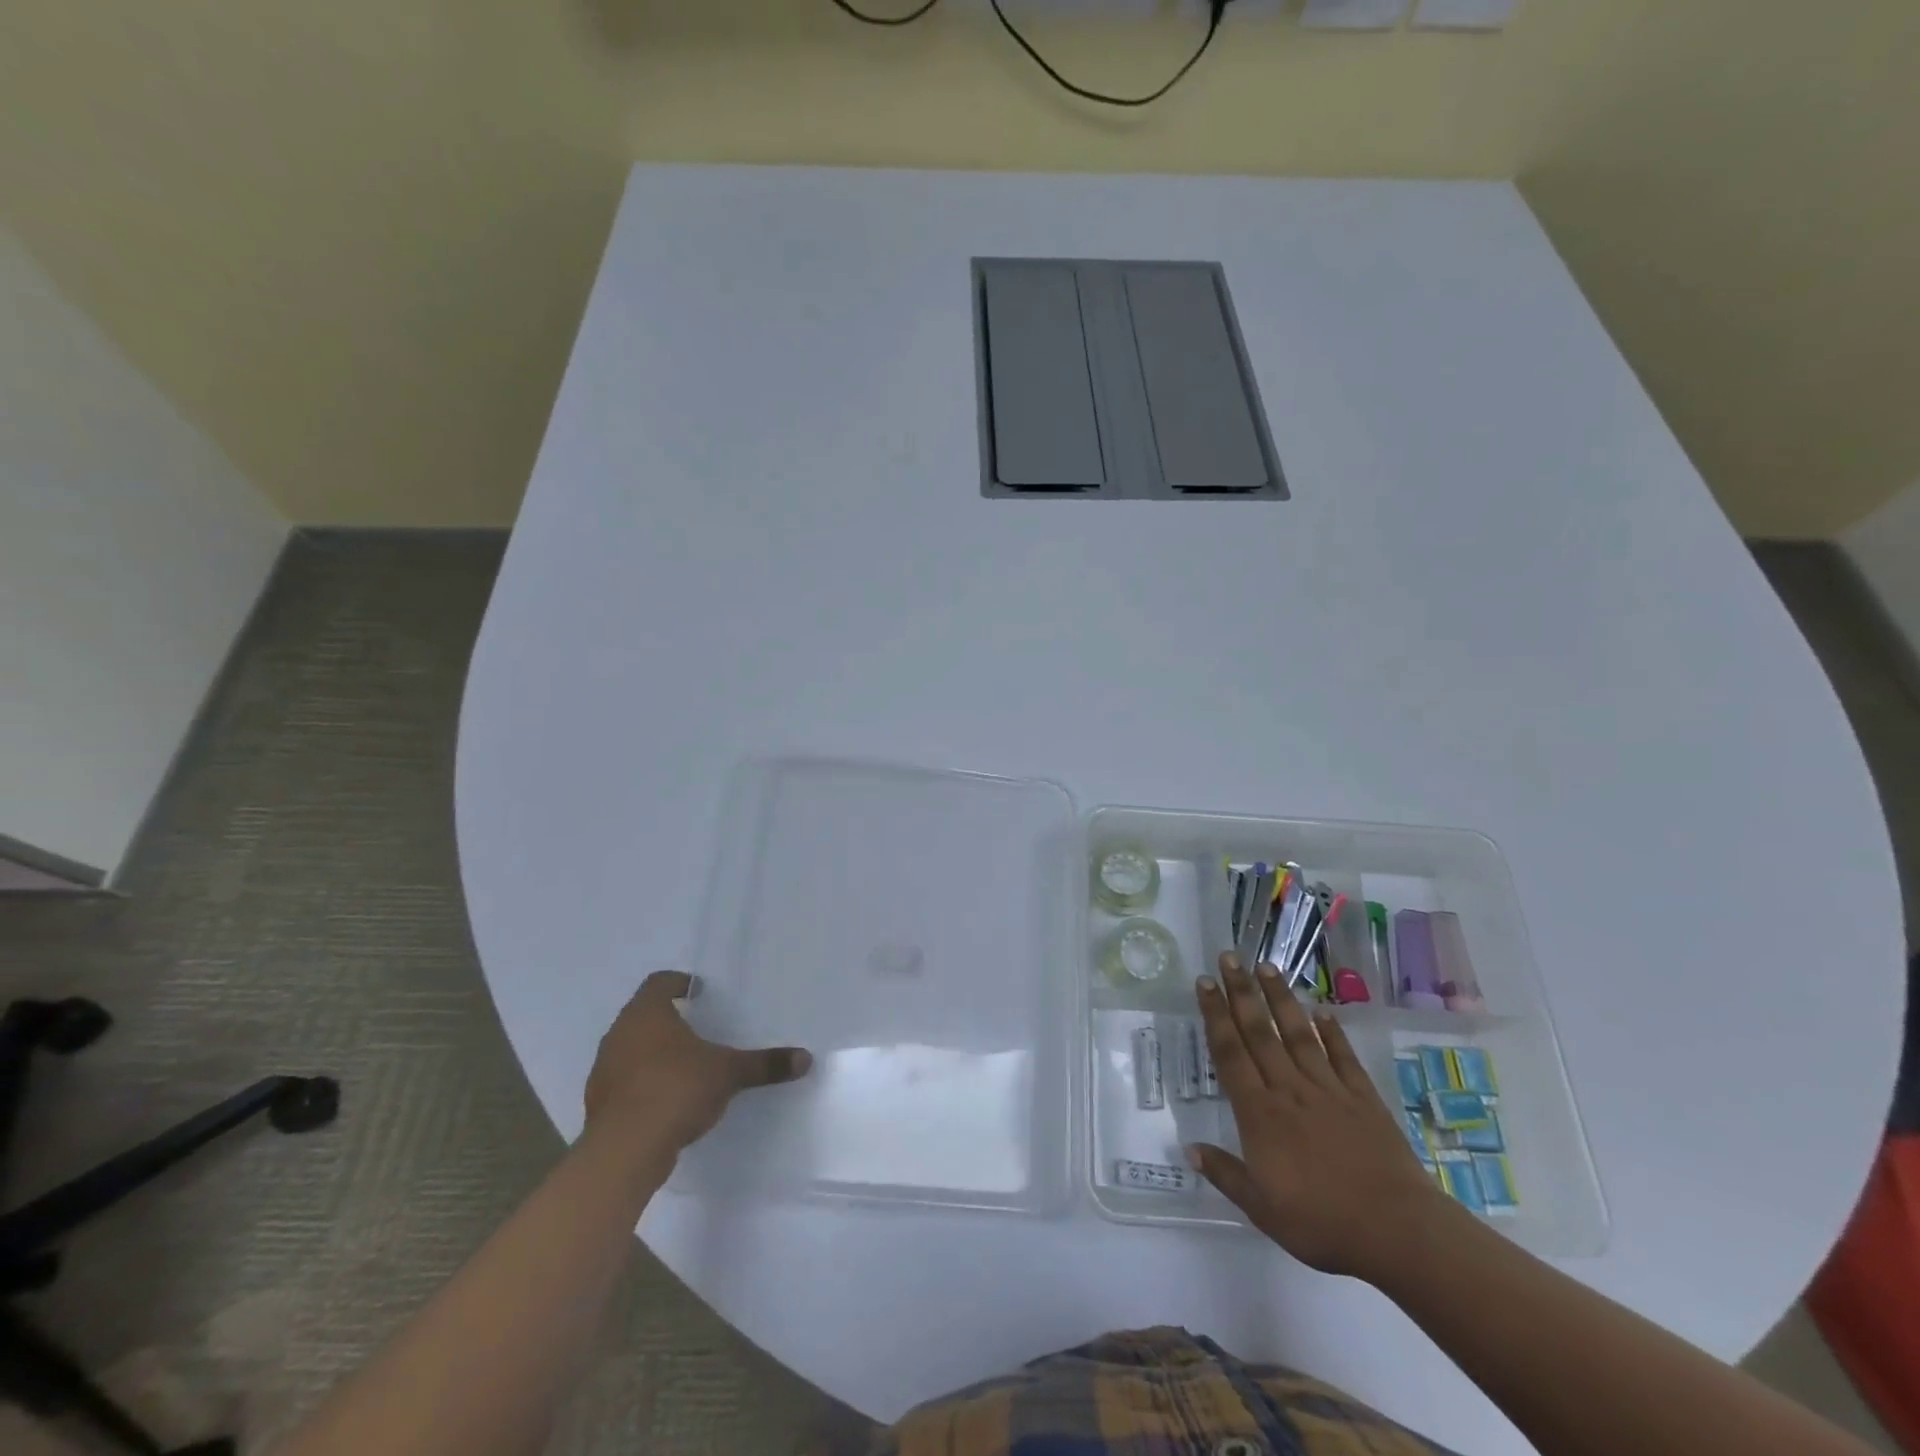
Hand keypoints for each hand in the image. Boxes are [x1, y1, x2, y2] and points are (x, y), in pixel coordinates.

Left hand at [582, 971, 811, 1163]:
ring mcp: (604, 1069)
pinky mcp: (599, 1104)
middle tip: (699, 1027)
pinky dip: (643, 1083)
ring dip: (654, 1053)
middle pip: (644, 1015)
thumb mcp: (728, 1073)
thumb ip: (764, 1064)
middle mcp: (620, 1033)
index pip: (659, 982)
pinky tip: (667, 1099)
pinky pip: (625, 1082)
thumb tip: (805, 1058)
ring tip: (685, 1065)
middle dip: (669, 1020)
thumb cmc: (677, 1089)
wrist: (625, 1151)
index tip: (700, 992)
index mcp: (647, 1013)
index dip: (680, 983)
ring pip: (631, 1048)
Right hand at [1189, 952, 1451, 1280]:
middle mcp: (1289, 1089)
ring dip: (1279, 998)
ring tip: (1265, 966)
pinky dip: (1331, 1032)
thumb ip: (1226, 1174)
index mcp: (1260, 1113)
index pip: (1230, 1053)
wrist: (1398, 1231)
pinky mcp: (1363, 1099)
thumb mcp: (1262, 1209)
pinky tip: (1322, 1011)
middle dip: (1241, 992)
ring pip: (1297, 1034)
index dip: (1215, 1015)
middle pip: (1259, 1032)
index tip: (1204, 983)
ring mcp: (1328, 1090)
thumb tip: (1189, 1148)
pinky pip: (1342, 1057)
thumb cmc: (1322, 1223)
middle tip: (1228, 956)